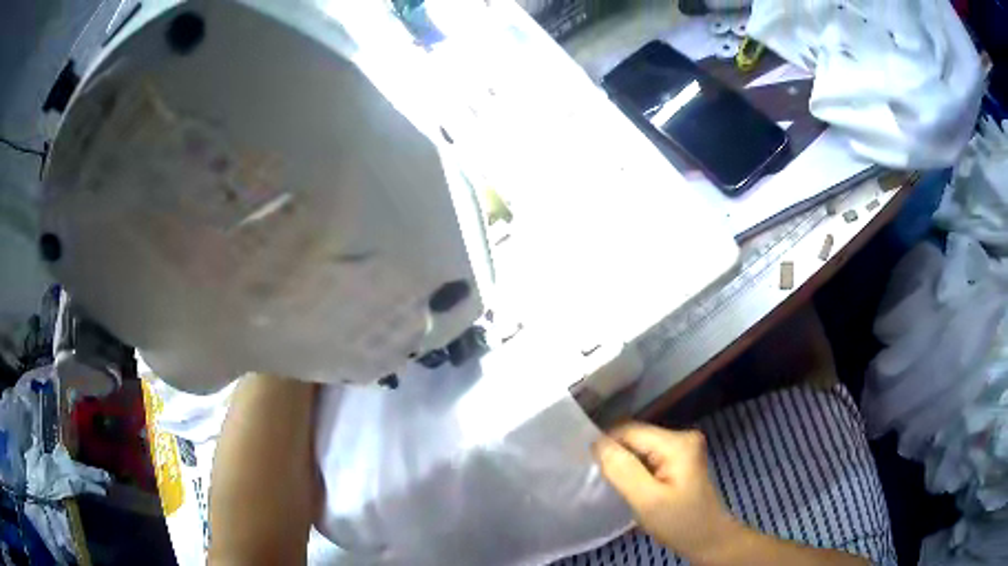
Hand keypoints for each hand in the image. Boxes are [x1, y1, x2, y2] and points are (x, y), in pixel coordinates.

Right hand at [593, 422, 738, 562]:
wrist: (708, 539)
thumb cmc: (680, 522)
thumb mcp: (647, 500)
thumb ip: (623, 470)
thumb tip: (596, 442)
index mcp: (677, 442)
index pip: (629, 430)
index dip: (606, 445)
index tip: (588, 467)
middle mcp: (682, 436)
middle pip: (635, 437)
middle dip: (616, 456)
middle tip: (603, 481)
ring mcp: (683, 448)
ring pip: (639, 448)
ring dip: (625, 464)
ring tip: (615, 486)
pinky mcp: (680, 460)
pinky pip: (647, 457)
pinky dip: (636, 470)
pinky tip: (632, 487)